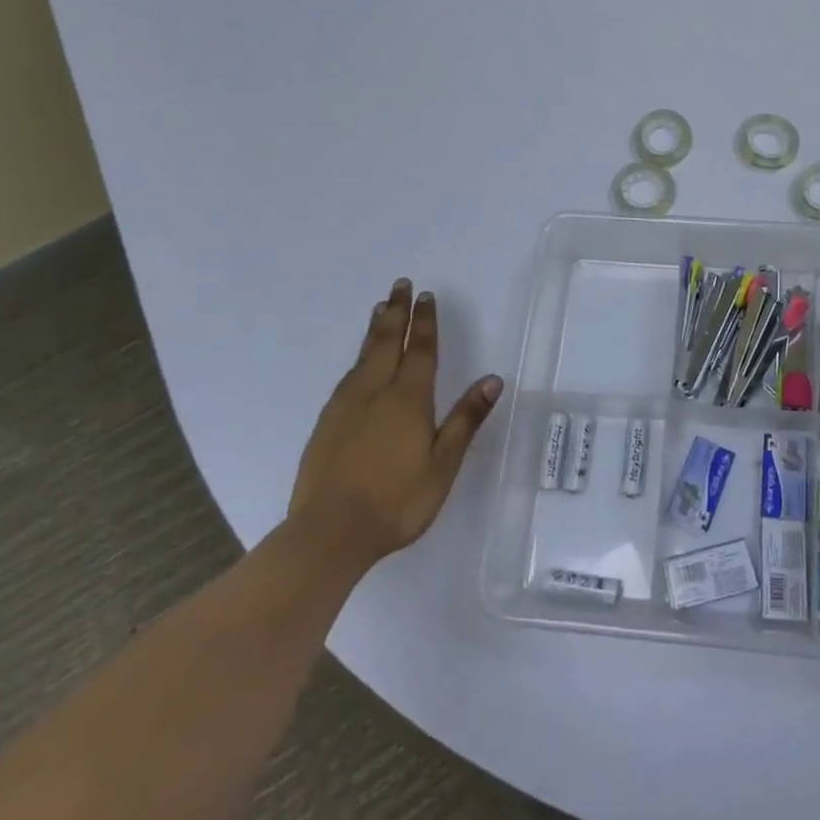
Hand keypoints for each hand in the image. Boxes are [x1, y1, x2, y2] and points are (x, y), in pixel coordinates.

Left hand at [287, 278, 502, 570]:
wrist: (328, 534)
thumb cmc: (396, 502)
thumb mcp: (442, 464)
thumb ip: (466, 419)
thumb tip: (493, 379)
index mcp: (408, 399)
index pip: (420, 350)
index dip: (425, 322)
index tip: (427, 296)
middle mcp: (375, 392)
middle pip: (386, 342)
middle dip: (396, 311)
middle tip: (400, 285)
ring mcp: (346, 407)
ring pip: (363, 356)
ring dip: (375, 329)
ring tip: (380, 308)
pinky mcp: (326, 424)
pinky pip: (347, 376)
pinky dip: (358, 357)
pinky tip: (358, 363)